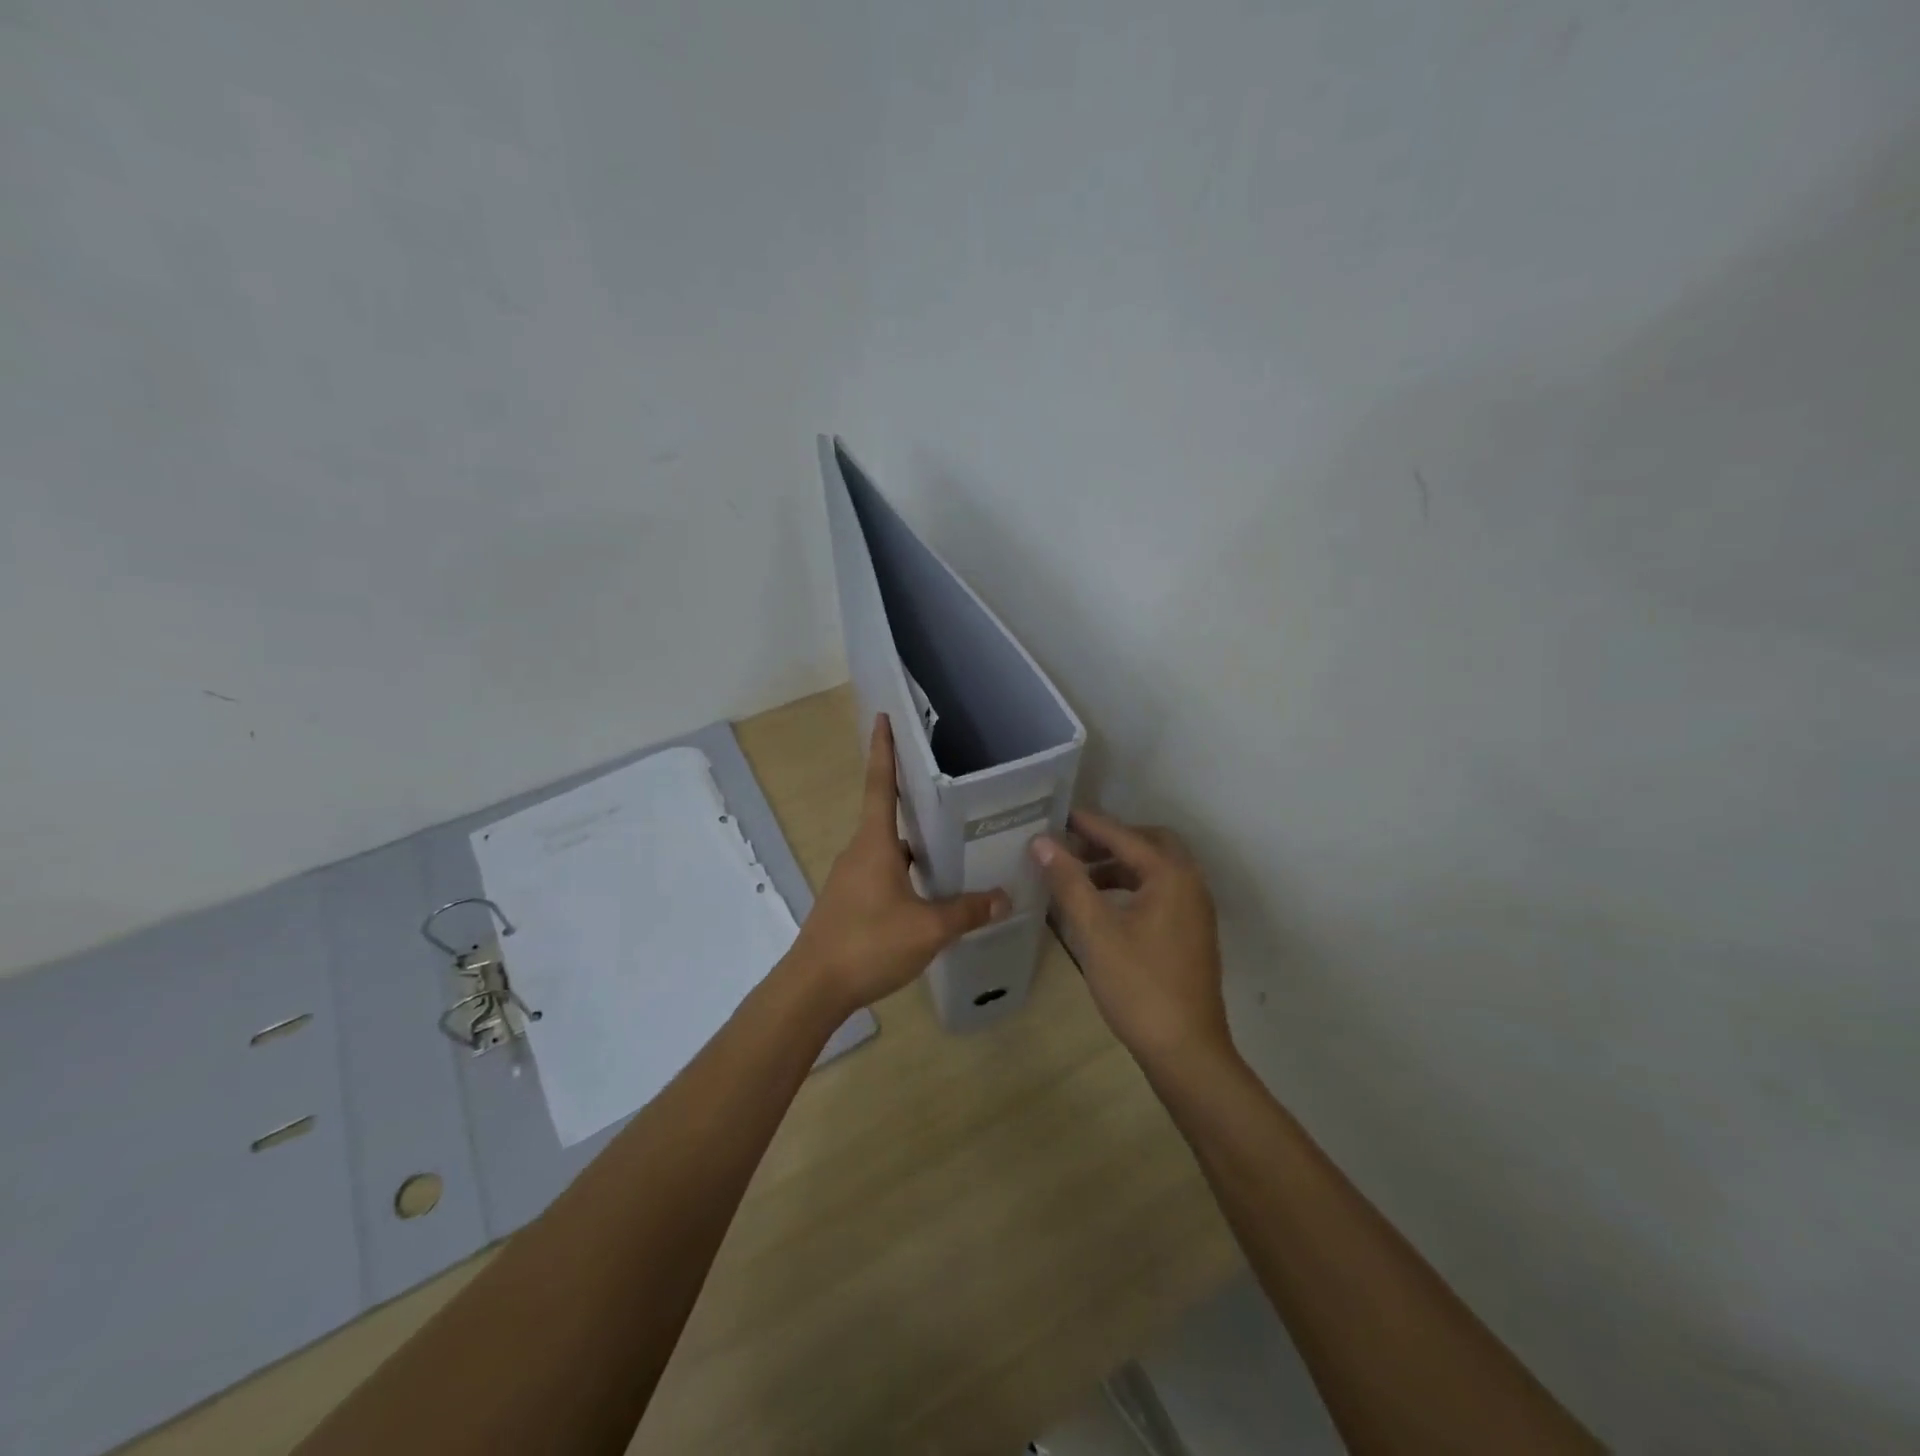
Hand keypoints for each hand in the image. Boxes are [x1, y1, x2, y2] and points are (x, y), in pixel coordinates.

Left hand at [790, 714, 1009, 1015]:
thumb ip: (967, 911)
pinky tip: (929, 891)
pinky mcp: (848, 902)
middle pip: (887, 815)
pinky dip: (905, 871)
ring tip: (950, 843)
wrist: (813, 988)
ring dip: (913, 843)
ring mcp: (850, 878)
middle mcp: (859, 852)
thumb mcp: (928, 929)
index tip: (883, 717)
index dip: (883, 749)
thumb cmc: (868, 944)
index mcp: (875, 844)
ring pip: (887, 849)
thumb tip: (1005, 898)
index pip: (879, 784)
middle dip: (912, 798)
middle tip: (948, 787)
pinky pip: (882, 873)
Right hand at [1031, 809, 1231, 1069]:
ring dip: (1120, 864)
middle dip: (1111, 840)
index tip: (1057, 815)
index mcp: (1171, 876)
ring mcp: (1195, 910)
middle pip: (1149, 843)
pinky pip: (1161, 891)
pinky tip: (1104, 906)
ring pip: (1156, 869)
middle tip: (1073, 847)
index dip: (1088, 825)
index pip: (1124, 836)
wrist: (1186, 1051)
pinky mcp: (1191, 932)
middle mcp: (1190, 884)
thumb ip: (1069, 882)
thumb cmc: (1139, 987)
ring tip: (1080, 876)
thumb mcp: (1097, 932)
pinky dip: (1132, 886)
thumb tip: (1042, 842)